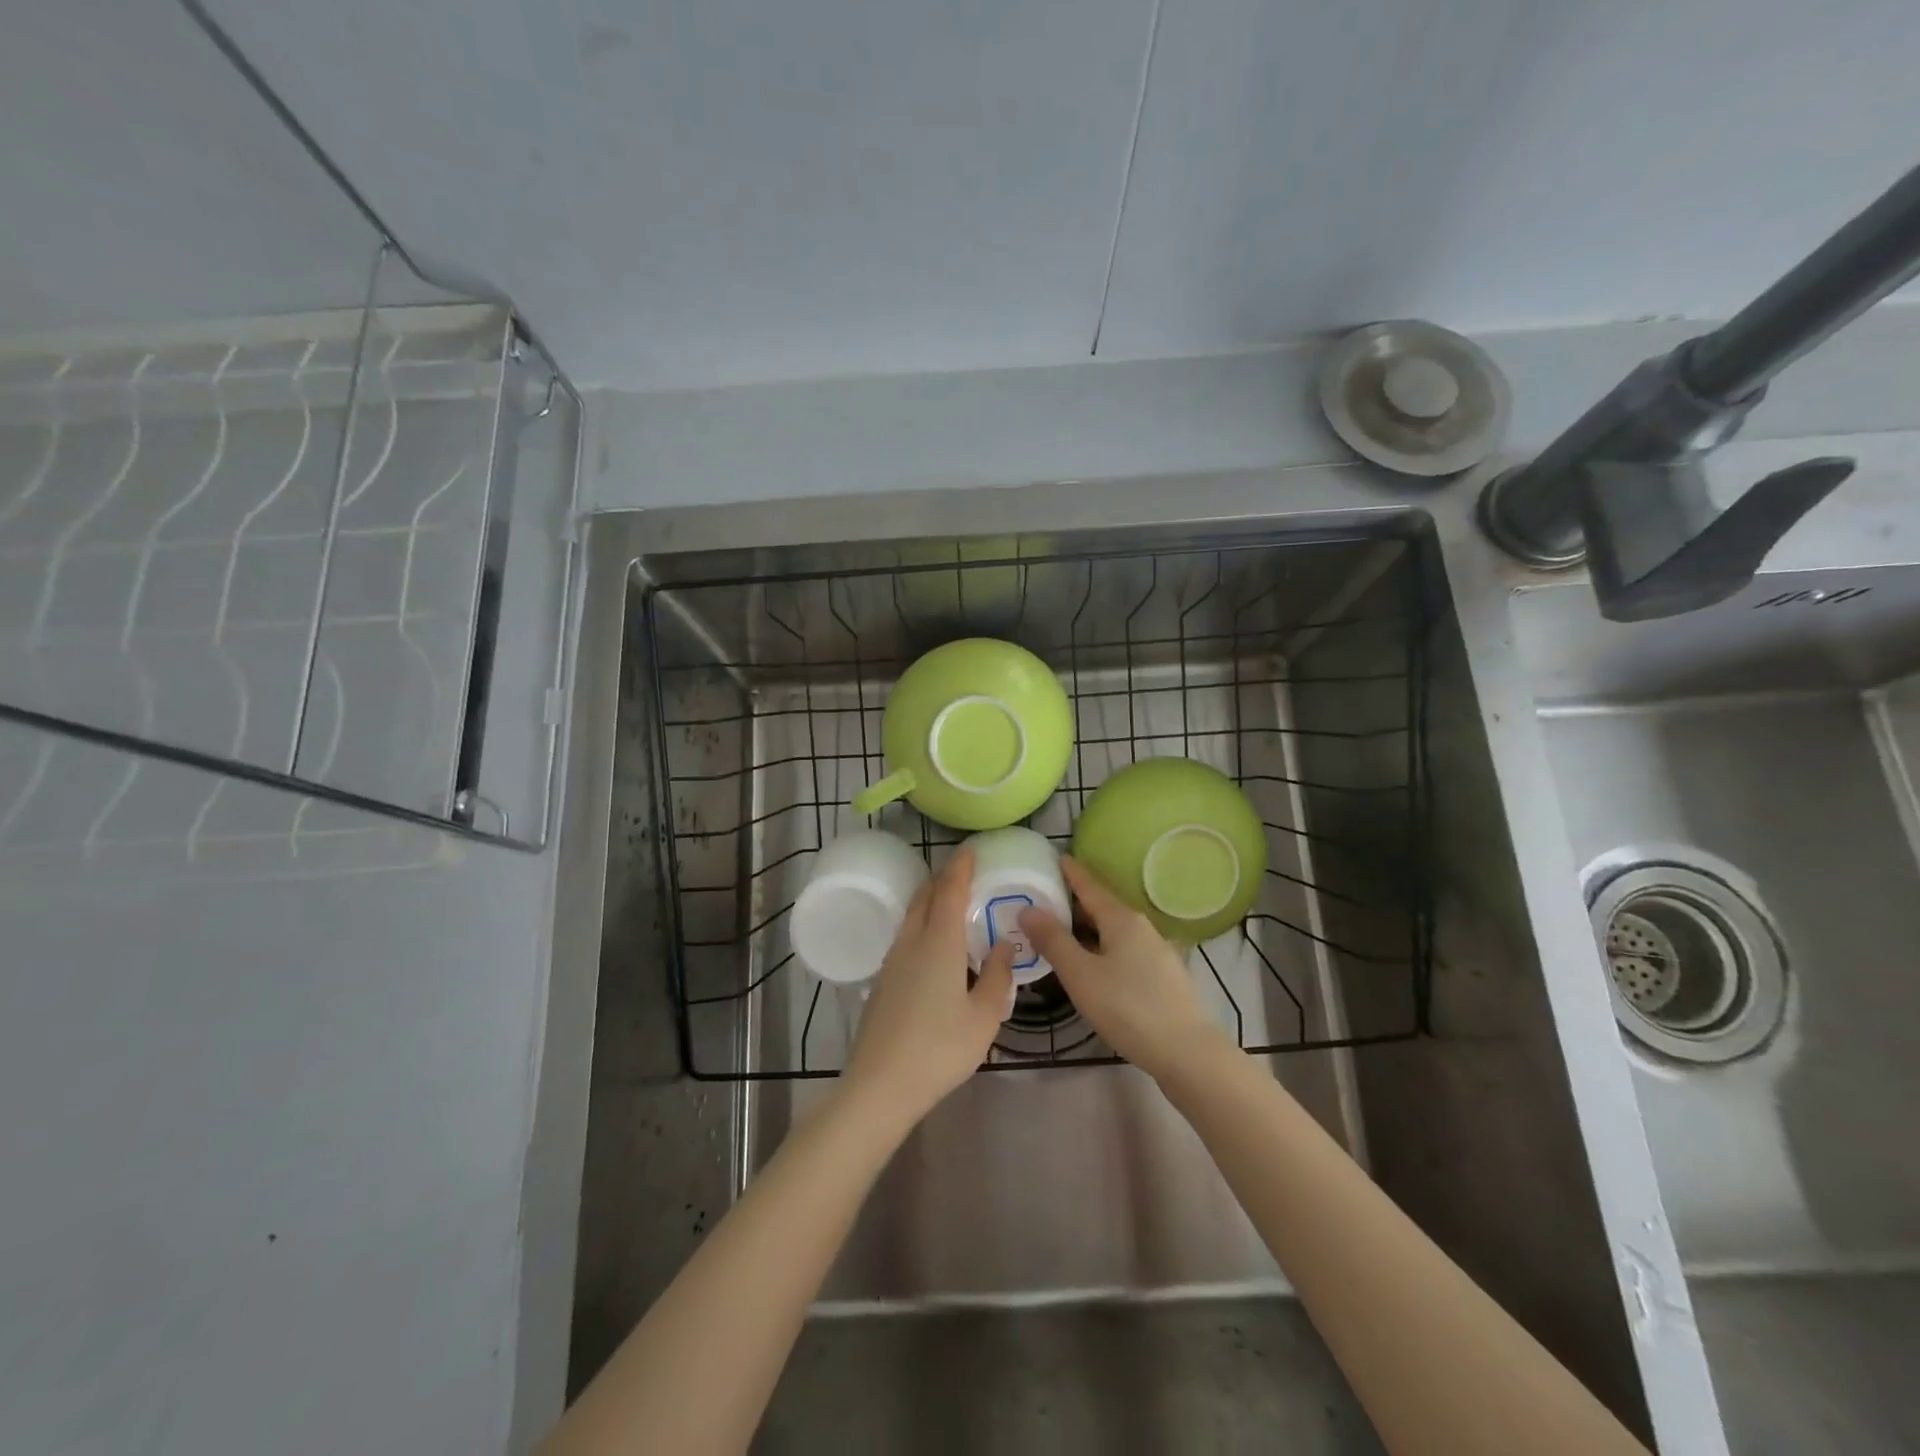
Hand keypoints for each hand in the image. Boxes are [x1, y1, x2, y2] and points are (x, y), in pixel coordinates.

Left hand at [842, 846, 1014, 1124]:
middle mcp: (912, 942)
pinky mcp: (882, 980)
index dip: (960, 867)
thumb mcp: (984, 1017)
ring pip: (911, 916)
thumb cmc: (940, 1049)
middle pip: (925, 896)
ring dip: (930, 900)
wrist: (880, 1085)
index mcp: (939, 942)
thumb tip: (1004, 945)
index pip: (949, 890)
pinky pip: (905, 936)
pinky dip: (921, 923)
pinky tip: (932, 944)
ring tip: (950, 902)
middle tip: (964, 872)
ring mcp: (892, 960)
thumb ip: (997, 977)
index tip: (970, 849)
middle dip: (943, 878)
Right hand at [1019, 856, 1223, 1080]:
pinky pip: (1124, 950)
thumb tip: (1028, 908)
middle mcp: (1141, 927)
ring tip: (1060, 932)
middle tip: (1044, 899)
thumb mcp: (1081, 975)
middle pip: (1102, 907)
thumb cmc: (1128, 1008)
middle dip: (1074, 902)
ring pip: (1114, 931)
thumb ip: (1053, 941)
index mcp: (1121, 919)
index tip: (1055, 857)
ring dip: (1087, 928)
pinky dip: (1102, 948)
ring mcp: (1156, 951)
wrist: (1187, 1053)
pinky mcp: (1162, 976)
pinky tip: (1091, 965)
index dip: (1071, 872)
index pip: (1090, 885)